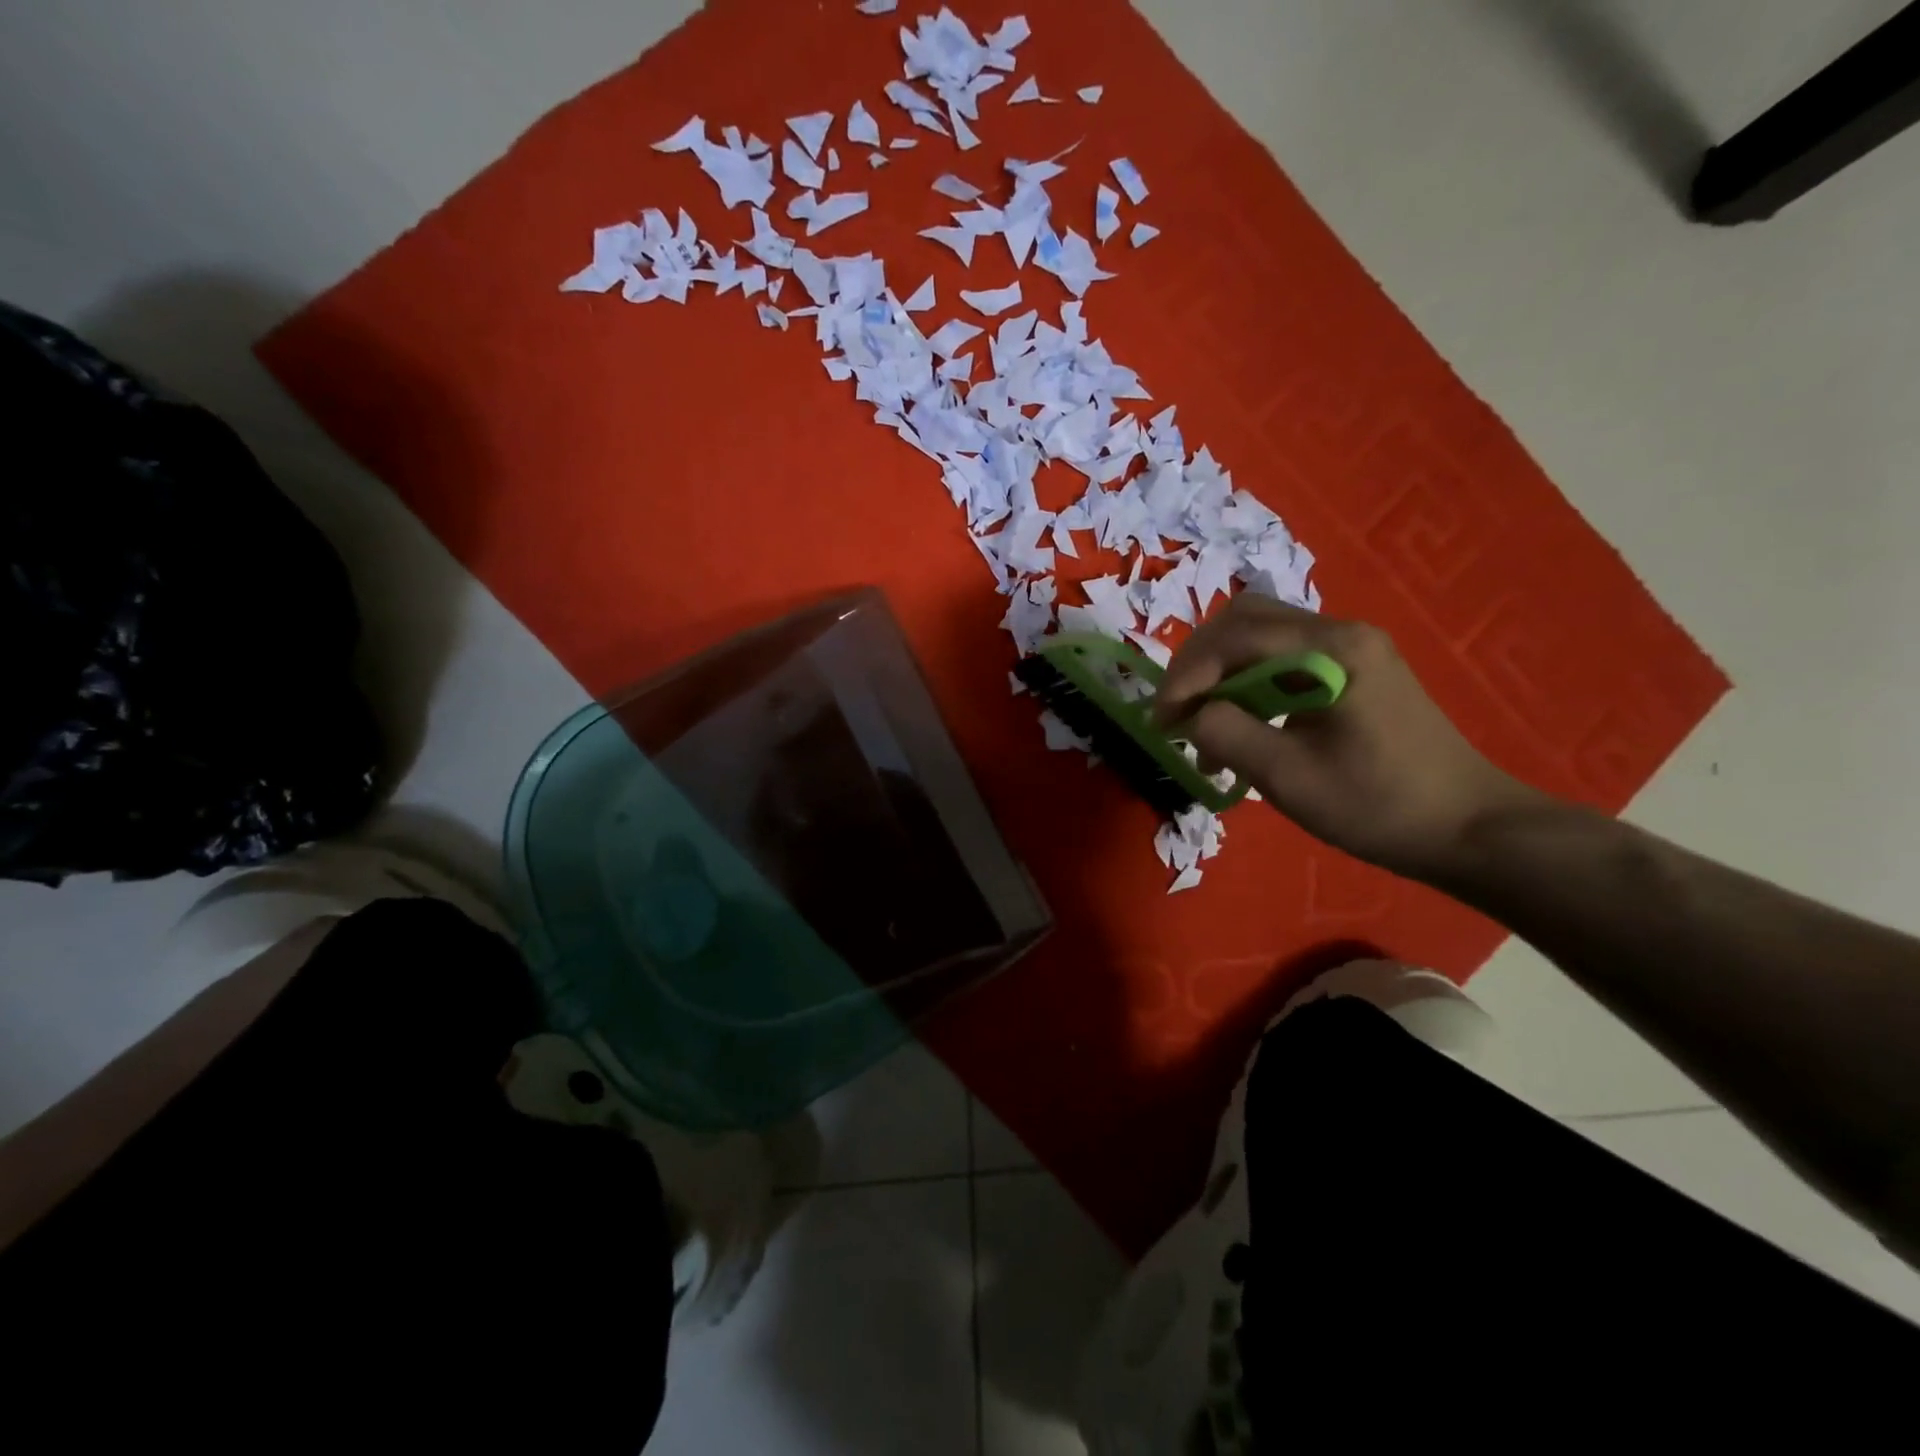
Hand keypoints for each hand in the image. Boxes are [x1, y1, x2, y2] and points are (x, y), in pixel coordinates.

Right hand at [1153, 596, 1543, 879]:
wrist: (1469, 829)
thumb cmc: (1379, 805)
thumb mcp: (1290, 777)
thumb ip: (1229, 734)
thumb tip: (1193, 714)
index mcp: (1333, 648)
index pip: (1236, 637)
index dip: (1187, 674)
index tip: (1161, 721)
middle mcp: (1341, 632)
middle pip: (1244, 621)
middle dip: (1198, 665)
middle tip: (1175, 714)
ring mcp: (1349, 650)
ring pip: (1259, 639)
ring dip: (1219, 676)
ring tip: (1201, 727)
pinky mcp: (1351, 672)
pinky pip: (1282, 662)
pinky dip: (1247, 688)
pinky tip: (1239, 729)